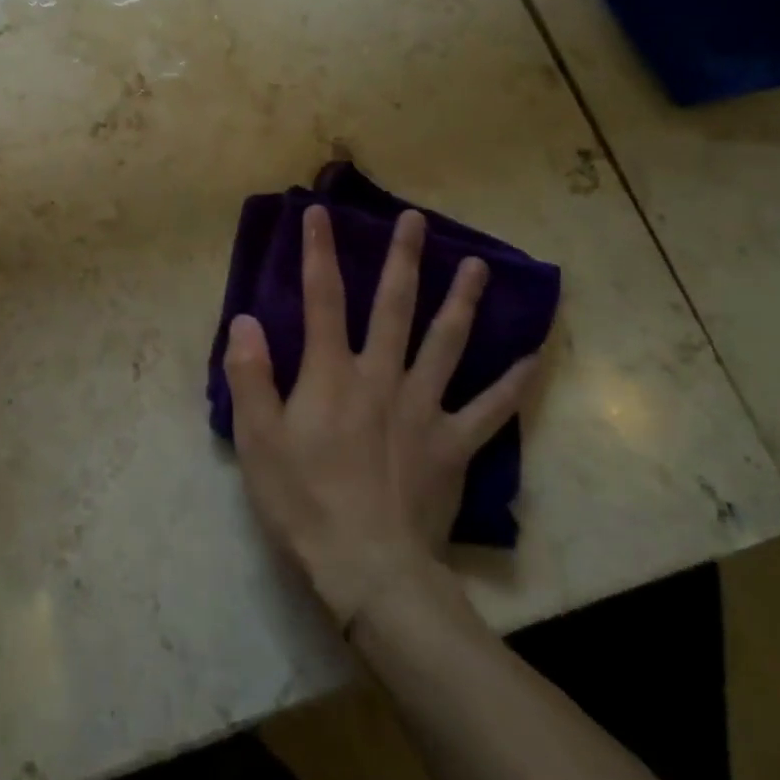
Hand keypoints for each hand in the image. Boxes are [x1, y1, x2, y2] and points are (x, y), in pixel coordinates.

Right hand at [225, 205, 540, 631]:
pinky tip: (534, 357)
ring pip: (447, 343)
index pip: (321, 297)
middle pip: (394, 306)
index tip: (319, 211)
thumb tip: (246, 319)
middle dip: (403, 259)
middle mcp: (381, 376)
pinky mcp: (454, 445)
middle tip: (417, 220)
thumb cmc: (303, 500)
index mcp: (331, 373)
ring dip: (462, 301)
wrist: (368, 567)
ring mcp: (424, 408)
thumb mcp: (257, 438)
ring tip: (480, 266)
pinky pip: (490, 409)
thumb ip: (250, 374)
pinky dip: (513, 382)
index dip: (318, 251)